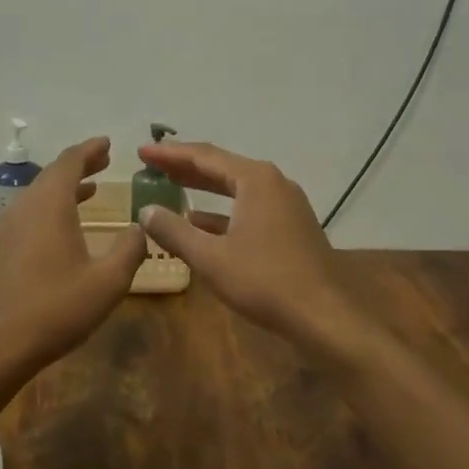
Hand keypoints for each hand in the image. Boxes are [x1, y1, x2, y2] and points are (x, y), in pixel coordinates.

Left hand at [0, 136, 146, 375]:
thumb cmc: (56, 310)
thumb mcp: (107, 282)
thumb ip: (130, 250)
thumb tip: (141, 227)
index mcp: (50, 205)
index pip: (70, 162)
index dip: (90, 149)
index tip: (108, 143)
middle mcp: (27, 208)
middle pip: (53, 174)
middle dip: (80, 164)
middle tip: (104, 160)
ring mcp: (10, 229)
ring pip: (40, 194)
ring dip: (66, 186)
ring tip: (92, 186)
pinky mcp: (4, 249)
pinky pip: (32, 212)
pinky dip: (53, 205)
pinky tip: (67, 225)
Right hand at [135, 142, 365, 359]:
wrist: (325, 316)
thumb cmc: (265, 281)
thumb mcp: (211, 258)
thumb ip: (174, 231)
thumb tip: (146, 211)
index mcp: (255, 180)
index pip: (204, 156)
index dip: (170, 154)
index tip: (142, 152)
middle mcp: (273, 182)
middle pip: (221, 167)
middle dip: (185, 167)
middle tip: (152, 165)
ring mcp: (286, 204)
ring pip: (236, 187)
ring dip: (203, 188)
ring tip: (171, 186)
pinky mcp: (291, 225)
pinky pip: (248, 206)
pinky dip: (222, 211)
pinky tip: (200, 222)